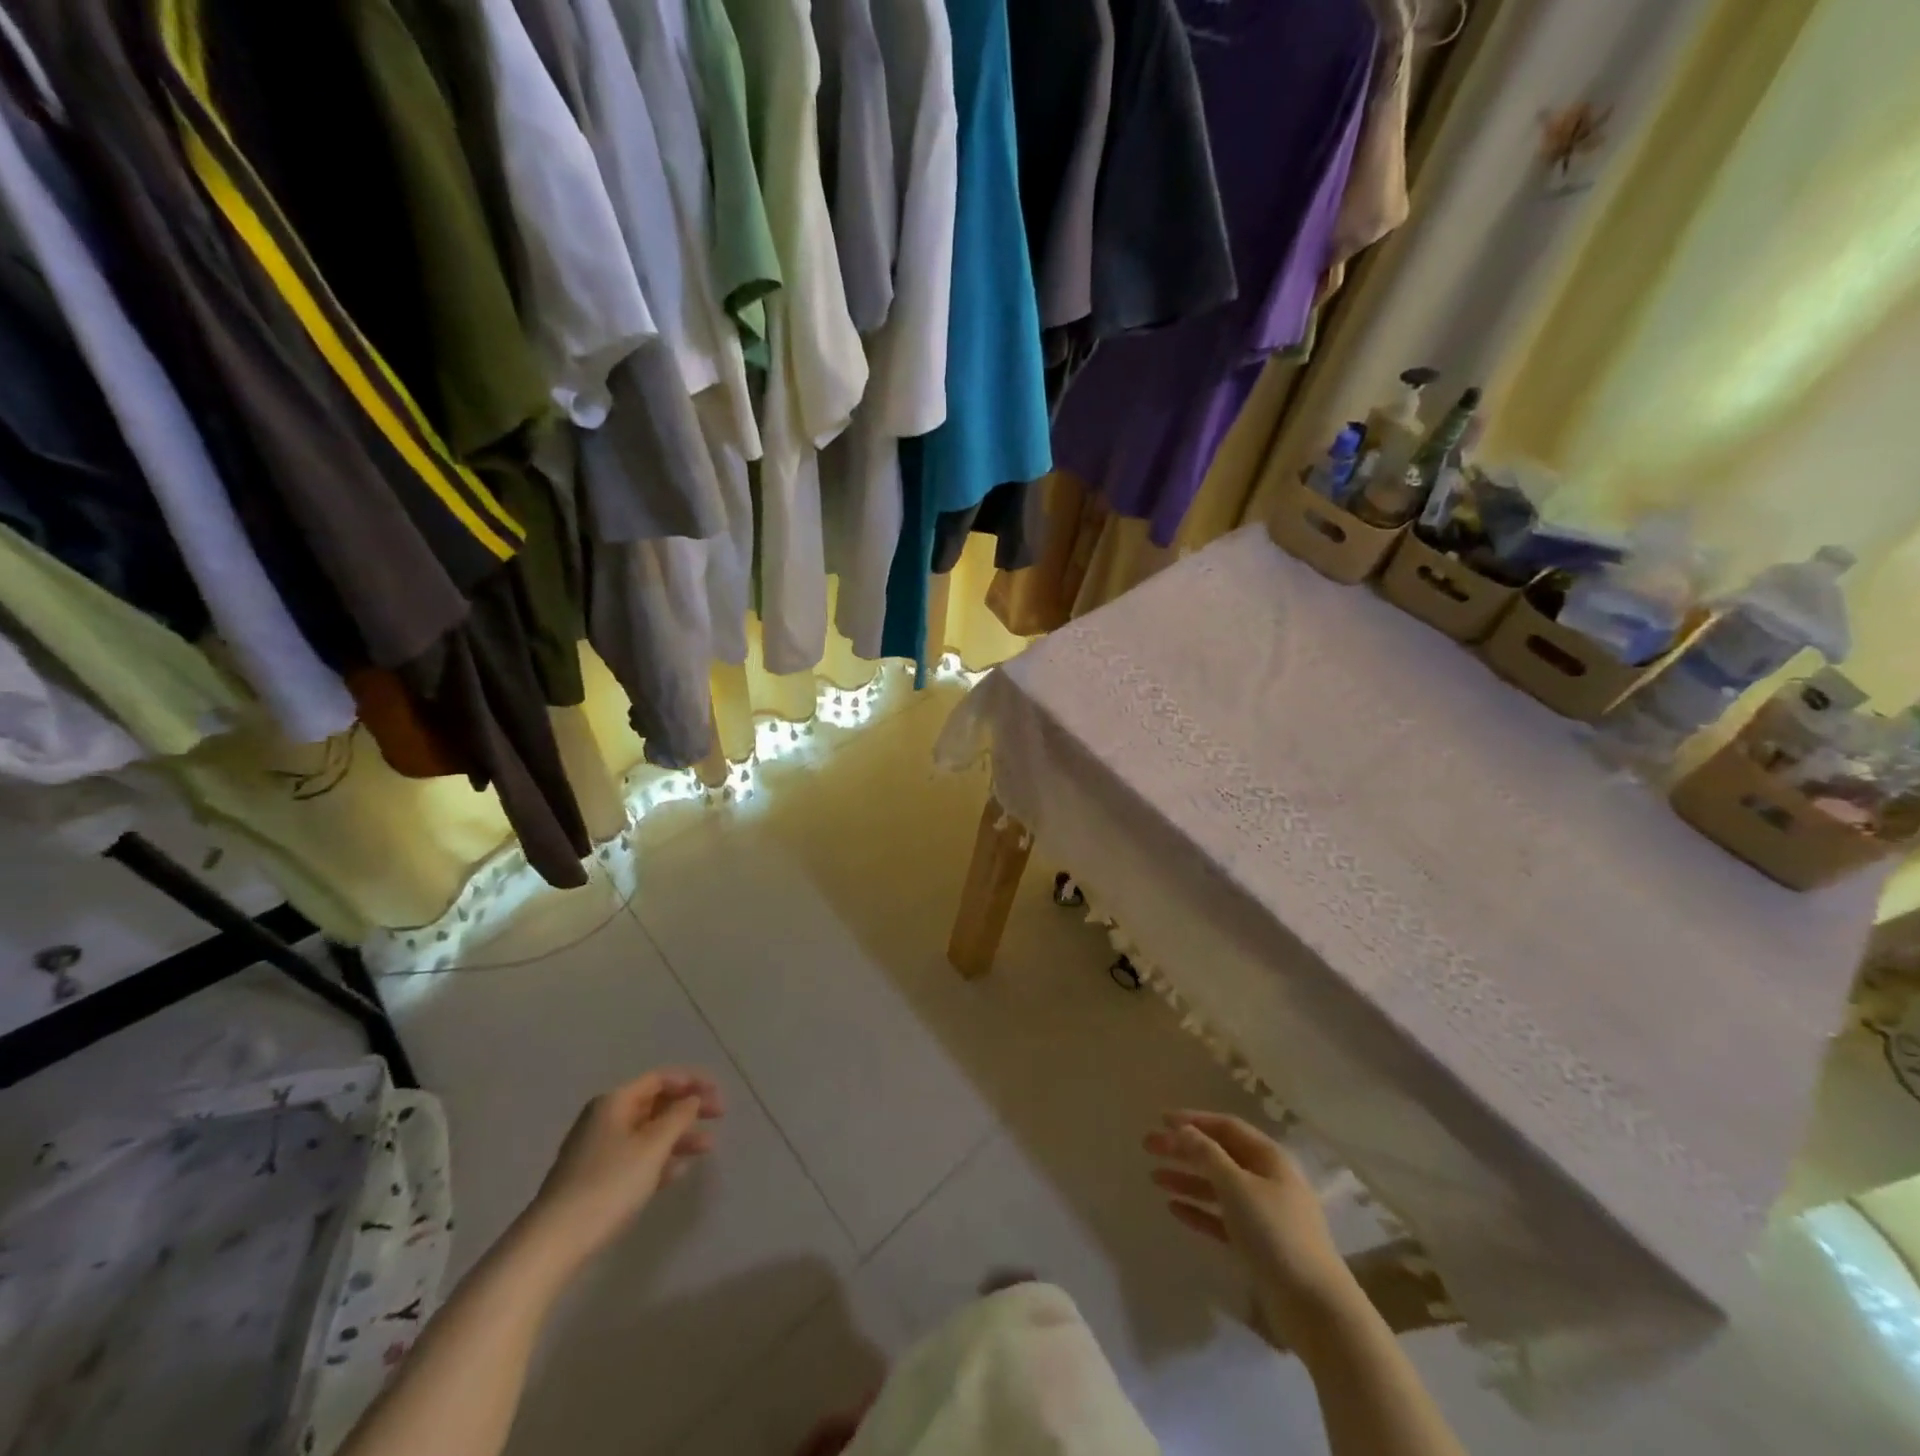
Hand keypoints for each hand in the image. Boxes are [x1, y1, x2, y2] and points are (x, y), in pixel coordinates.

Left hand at [525, 1069, 725, 1267]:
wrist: (553, 1242)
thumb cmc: (609, 1184)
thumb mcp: (652, 1146)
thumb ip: (678, 1117)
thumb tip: (692, 1099)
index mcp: (615, 1102)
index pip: (660, 1078)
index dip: (692, 1082)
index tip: (718, 1095)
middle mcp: (604, 1118)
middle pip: (655, 1103)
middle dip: (688, 1109)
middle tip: (719, 1118)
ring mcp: (597, 1149)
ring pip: (647, 1132)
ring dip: (678, 1137)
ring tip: (707, 1149)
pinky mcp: (594, 1178)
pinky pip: (636, 1157)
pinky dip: (659, 1159)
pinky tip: (677, 1173)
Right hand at [1145, 1111, 1358, 1349]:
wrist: (1314, 1308)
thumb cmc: (1276, 1234)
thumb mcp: (1237, 1186)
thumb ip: (1207, 1155)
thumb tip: (1183, 1129)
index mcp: (1268, 1158)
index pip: (1226, 1127)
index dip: (1193, 1120)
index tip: (1161, 1120)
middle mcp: (1266, 1180)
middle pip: (1218, 1155)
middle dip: (1184, 1149)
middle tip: (1148, 1147)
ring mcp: (1262, 1214)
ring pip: (1217, 1187)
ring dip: (1187, 1179)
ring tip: (1154, 1177)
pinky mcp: (1257, 1245)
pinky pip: (1221, 1218)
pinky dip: (1198, 1210)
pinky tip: (1174, 1208)